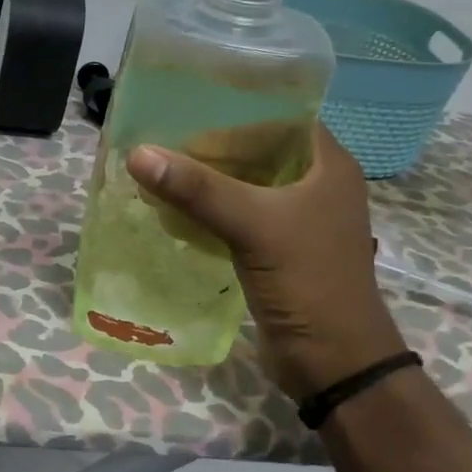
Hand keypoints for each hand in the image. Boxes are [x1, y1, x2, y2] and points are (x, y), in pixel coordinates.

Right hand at [126, 121, 405, 398]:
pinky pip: (236, 217)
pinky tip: (170, 210)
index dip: (236, 110)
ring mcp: (295, 219)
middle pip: (255, 151)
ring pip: (243, 185)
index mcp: (327, 165)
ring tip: (157, 170)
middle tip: (161, 140)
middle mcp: (314, 185)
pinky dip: (206, 211)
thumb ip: (198, 189)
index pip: (280, 117)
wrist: (333, 363)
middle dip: (209, 147)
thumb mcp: (254, 226)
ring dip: (204, 181)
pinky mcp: (275, 249)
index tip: (186, 109)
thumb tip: (138, 153)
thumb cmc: (308, 281)